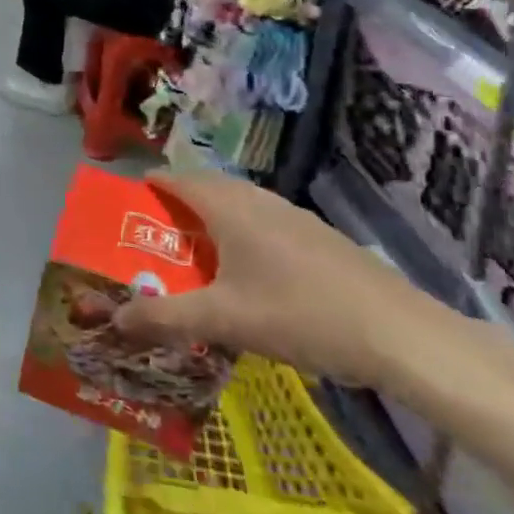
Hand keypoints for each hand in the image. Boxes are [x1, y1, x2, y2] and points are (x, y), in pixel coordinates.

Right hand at [111, 172, 443, 386]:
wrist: (400, 335)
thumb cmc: (299, 315)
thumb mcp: (221, 320)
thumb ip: (163, 317)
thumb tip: (114, 320)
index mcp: (231, 209)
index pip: (181, 179)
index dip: (154, 183)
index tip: (131, 198)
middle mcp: (261, 202)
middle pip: (210, 187)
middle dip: (180, 201)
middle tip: (157, 230)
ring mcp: (295, 218)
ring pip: (242, 205)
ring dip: (214, 218)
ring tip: (197, 251)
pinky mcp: (320, 239)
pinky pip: (266, 222)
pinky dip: (243, 233)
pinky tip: (249, 272)